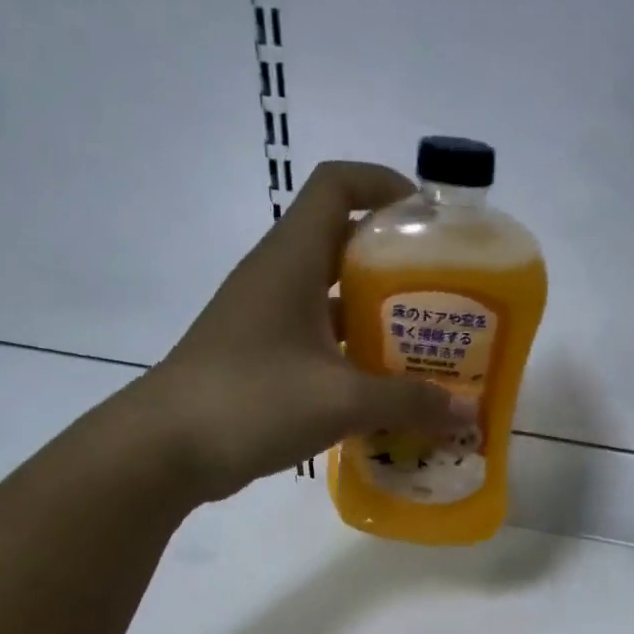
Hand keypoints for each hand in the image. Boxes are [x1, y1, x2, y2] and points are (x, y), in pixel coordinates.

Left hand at [139, 160, 472, 500]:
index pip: (337, 185)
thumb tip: (466, 412)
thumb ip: (408, 403)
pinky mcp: (260, 359)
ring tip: (425, 349)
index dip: (385, 184)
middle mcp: (277, 278)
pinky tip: (383, 392)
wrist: (166, 449)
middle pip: (343, 245)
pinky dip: (352, 357)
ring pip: (331, 300)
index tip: (431, 219)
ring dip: (376, 319)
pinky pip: (318, 342)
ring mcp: (265, 320)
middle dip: (396, 266)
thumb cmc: (253, 401)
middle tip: (444, 298)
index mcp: (291, 259)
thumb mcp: (341, 401)